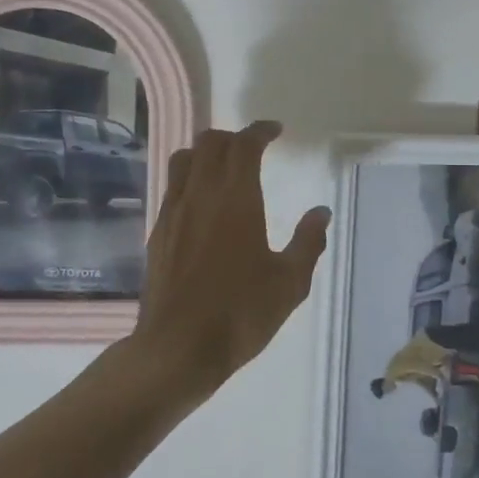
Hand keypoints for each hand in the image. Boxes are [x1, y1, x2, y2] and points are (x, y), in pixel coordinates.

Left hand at [132, 122, 330, 401]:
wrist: (178, 347)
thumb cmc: (241, 314)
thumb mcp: (289, 283)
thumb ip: (308, 242)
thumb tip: (321, 212)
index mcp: (236, 198)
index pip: (244, 145)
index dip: (260, 131)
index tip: (275, 131)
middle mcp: (200, 194)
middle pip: (210, 143)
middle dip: (233, 137)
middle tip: (253, 149)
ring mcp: (173, 212)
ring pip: (184, 160)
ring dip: (206, 153)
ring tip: (224, 167)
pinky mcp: (157, 232)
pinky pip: (173, 188)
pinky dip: (189, 179)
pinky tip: (202, 203)